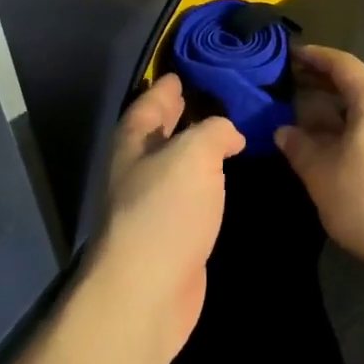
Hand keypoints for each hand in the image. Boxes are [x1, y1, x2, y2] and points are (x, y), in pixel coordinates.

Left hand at [92, 74, 243, 362]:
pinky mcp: (171, 235)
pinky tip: (222, 178)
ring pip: (175, 165)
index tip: (181, 73)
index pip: (148, 105)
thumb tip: (230, 133)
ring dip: (195, 149)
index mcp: (134, 143)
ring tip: (224, 132)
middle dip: (177, 115)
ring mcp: (152, 205)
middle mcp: (138, 170)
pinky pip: (190, 194)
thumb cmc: (166, 209)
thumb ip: (215, 130)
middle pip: (157, 134)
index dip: (164, 88)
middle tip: (205, 96)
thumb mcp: (195, 152)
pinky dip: (205, 181)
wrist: (149, 290)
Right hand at [274, 46, 363, 277]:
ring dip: (341, 104)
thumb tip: (284, 130)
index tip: (290, 54)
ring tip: (310, 114)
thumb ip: (299, 146)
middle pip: (358, 81)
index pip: (341, 63)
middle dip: (324, 81)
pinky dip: (358, 120)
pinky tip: (339, 139)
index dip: (314, 57)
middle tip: (292, 83)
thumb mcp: (321, 174)